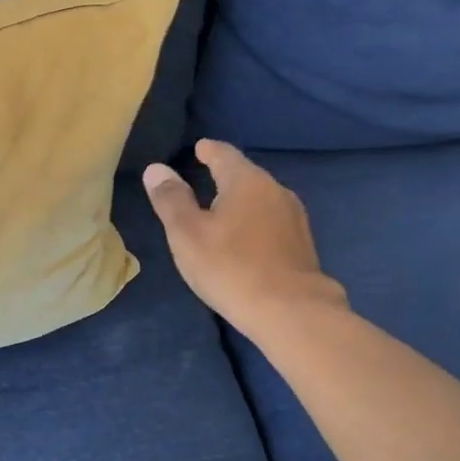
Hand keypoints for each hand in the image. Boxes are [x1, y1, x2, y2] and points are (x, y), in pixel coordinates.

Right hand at [143, 139, 347, 339]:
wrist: (291, 312)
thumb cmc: (230, 267)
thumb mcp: (186, 233)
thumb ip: (170, 199)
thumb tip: (156, 169)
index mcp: (246, 181)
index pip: (224, 154)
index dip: (208, 150)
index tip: (199, 148)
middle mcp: (276, 191)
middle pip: (245, 176)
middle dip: (224, 176)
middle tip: (202, 179)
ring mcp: (295, 218)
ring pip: (261, 200)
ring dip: (241, 202)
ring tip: (221, 210)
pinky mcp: (302, 245)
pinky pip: (272, 222)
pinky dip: (254, 223)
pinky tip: (245, 239)